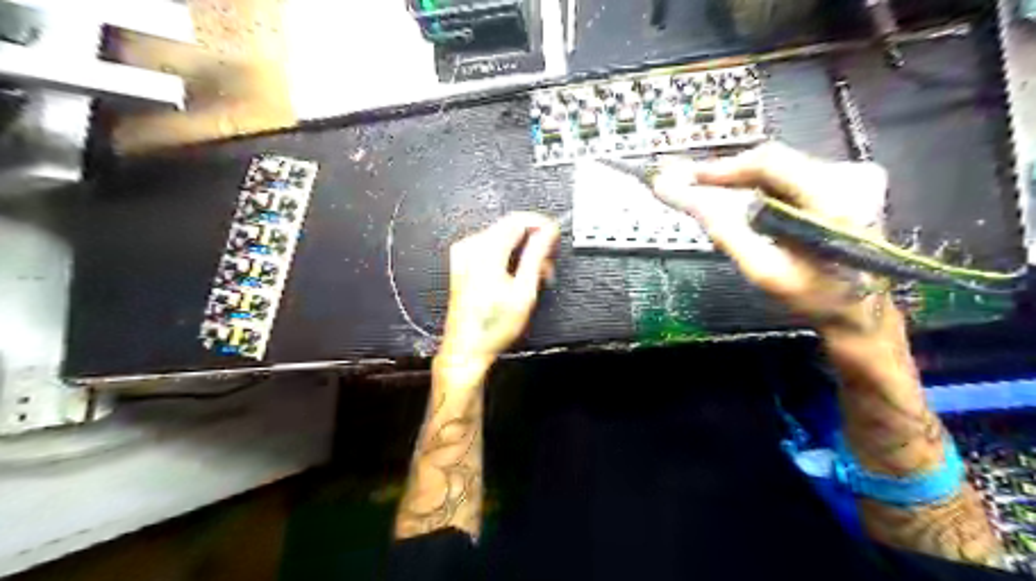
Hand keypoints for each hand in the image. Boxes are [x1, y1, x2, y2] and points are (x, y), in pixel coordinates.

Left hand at [442, 213, 561, 367]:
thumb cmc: (493, 326)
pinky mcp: (462, 263)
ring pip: (502, 237)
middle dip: (533, 241)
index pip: (518, 220)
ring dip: (522, 251)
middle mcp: (471, 247)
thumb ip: (537, 256)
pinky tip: (517, 276)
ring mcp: (464, 255)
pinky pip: (491, 247)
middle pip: (510, 227)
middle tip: (548, 264)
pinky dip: (508, 256)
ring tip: (535, 275)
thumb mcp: (524, 291)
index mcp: (485, 251)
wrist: (466, 347)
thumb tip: (548, 232)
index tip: (555, 236)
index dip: (541, 225)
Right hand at [654, 140, 891, 333]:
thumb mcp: (765, 270)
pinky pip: (790, 176)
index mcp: (835, 198)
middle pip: (773, 161)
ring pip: (779, 167)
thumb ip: (727, 231)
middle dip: (729, 175)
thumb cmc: (815, 296)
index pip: (769, 162)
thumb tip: (688, 199)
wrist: (862, 310)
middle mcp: (848, 176)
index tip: (688, 178)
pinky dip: (761, 188)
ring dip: (742, 182)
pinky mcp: (846, 183)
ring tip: (710, 198)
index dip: (724, 168)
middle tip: (692, 188)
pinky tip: (743, 205)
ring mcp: (851, 177)